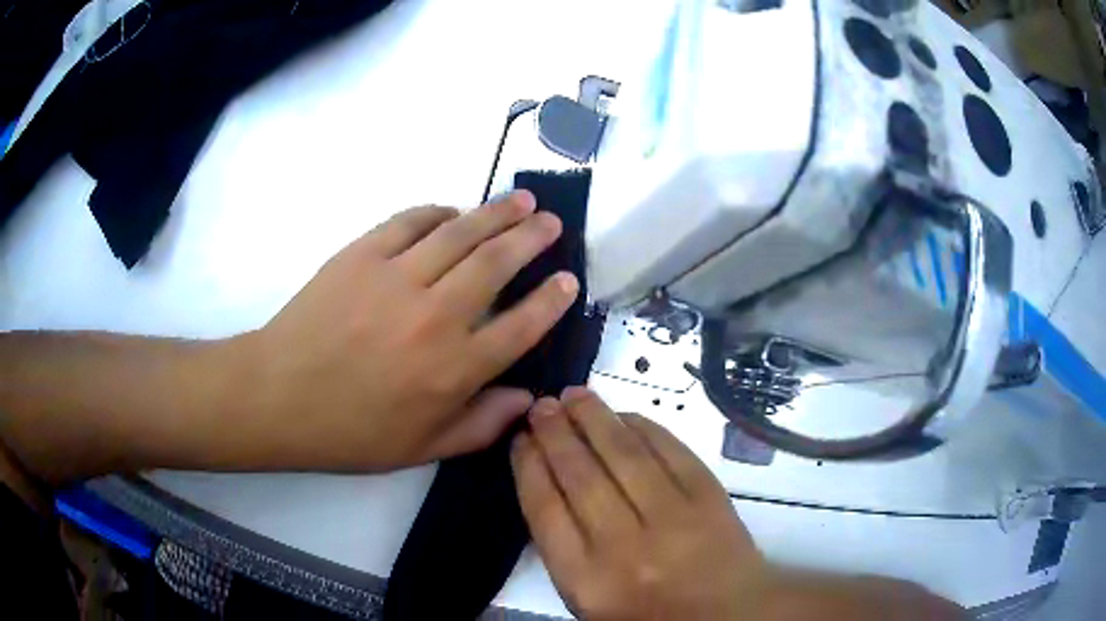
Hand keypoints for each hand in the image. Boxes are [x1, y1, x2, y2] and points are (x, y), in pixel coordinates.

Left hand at [239, 191, 578, 470]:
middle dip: (532, 238)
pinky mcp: (362, 254)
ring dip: (496, 213)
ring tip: (520, 200)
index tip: (568, 280)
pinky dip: (437, 212)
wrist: (279, 397)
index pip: (521, 325)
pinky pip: (410, 221)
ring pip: (461, 234)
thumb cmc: (350, 431)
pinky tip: (452, 212)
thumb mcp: (422, 449)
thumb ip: (481, 425)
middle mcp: (436, 316)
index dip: (551, 300)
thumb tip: (527, 399)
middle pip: (498, 264)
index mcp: (455, 369)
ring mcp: (397, 278)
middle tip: (550, 221)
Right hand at [511, 389, 767, 619]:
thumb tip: (547, 482)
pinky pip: (670, 451)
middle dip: (555, 433)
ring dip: (595, 418)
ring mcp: (672, 518)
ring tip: (574, 395)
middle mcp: (625, 547)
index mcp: (586, 580)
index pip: (545, 510)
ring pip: (624, 455)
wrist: (727, 616)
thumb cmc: (649, 614)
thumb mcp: (589, 599)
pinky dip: (644, 427)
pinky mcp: (709, 498)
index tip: (521, 440)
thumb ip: (564, 548)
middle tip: (542, 406)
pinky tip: (624, 415)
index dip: (529, 466)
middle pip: (580, 475)